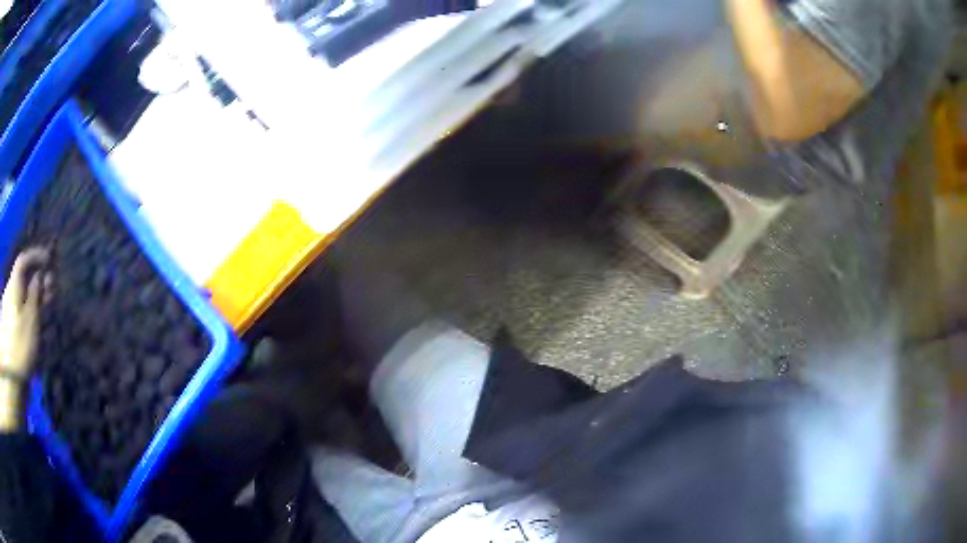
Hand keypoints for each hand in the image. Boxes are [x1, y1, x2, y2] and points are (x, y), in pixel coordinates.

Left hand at [0, 249, 50, 378]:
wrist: (12, 377)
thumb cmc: (21, 345)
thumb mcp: (31, 320)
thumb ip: (35, 295)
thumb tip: (38, 276)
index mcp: (13, 286)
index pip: (23, 261)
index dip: (35, 256)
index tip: (48, 260)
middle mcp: (10, 293)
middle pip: (22, 280)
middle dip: (36, 281)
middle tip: (51, 288)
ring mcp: (9, 312)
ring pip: (21, 296)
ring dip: (33, 297)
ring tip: (45, 307)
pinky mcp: (10, 329)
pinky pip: (19, 310)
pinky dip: (28, 310)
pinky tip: (34, 323)